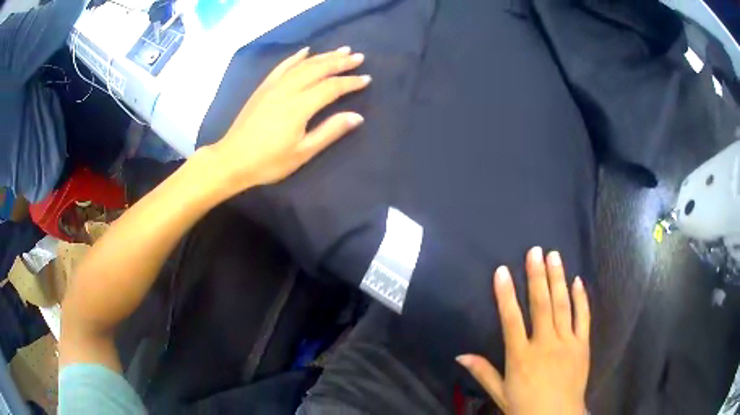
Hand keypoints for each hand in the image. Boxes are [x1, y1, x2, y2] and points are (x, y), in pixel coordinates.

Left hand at [208, 46, 370, 192]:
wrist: (232, 159)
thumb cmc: (269, 161)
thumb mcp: (302, 152)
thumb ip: (329, 131)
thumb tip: (357, 116)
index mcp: (300, 106)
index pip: (332, 87)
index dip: (350, 82)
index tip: (366, 78)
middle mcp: (288, 90)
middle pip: (319, 69)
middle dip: (340, 62)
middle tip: (358, 57)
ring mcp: (274, 86)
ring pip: (303, 65)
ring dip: (324, 56)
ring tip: (341, 50)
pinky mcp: (263, 88)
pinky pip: (282, 67)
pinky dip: (296, 57)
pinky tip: (306, 51)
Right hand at [457, 247, 590, 414]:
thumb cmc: (525, 407)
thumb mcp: (500, 393)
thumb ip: (483, 372)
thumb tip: (460, 355)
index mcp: (521, 356)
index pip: (511, 319)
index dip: (505, 294)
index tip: (502, 270)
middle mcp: (544, 344)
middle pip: (541, 304)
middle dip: (537, 276)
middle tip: (535, 251)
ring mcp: (566, 342)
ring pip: (562, 305)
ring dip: (558, 279)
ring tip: (554, 256)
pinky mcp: (583, 345)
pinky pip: (583, 317)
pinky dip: (581, 298)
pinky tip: (578, 281)